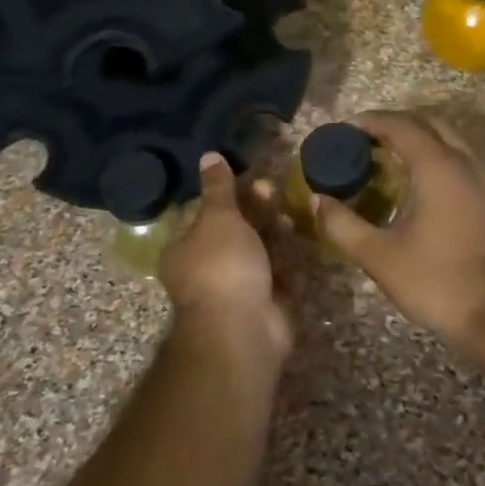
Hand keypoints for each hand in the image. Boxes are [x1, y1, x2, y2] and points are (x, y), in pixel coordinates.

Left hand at [160, 153, 292, 364]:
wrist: (243, 330)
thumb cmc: (223, 267)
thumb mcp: (218, 218)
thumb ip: (218, 188)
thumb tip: (208, 155)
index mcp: (184, 248)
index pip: (201, 212)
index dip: (224, 193)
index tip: (247, 177)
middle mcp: (205, 269)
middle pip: (232, 232)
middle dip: (253, 211)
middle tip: (273, 191)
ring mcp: (235, 288)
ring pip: (257, 253)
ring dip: (273, 234)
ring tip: (290, 218)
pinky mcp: (263, 304)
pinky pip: (276, 278)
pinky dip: (288, 264)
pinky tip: (301, 246)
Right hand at [307, 111, 484, 357]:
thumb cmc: (437, 282)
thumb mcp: (379, 257)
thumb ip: (342, 225)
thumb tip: (317, 201)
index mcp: (439, 168)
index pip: (402, 126)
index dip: (371, 122)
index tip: (345, 130)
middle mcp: (467, 164)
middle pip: (431, 125)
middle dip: (397, 126)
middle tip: (366, 143)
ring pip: (453, 143)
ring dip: (421, 142)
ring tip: (389, 163)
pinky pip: (464, 164)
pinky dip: (439, 161)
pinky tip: (421, 191)